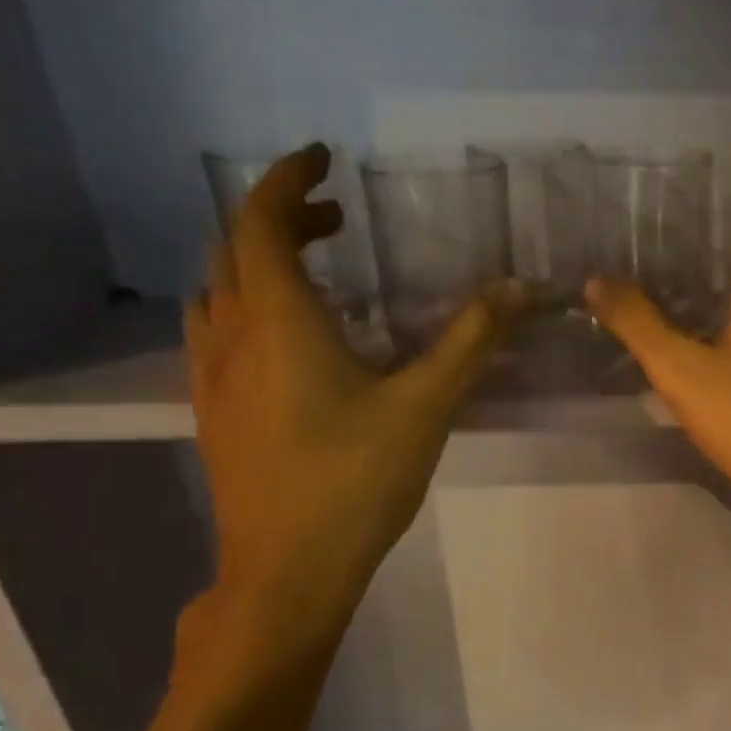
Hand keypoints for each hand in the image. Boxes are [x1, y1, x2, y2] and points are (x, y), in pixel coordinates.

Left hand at [182, 143, 517, 668]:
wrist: (286, 572)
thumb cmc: (354, 481)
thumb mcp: (426, 406)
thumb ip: (472, 340)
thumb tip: (519, 286)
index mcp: (276, 320)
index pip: (260, 220)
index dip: (287, 178)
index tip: (323, 159)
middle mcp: (231, 336)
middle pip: (237, 249)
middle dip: (284, 220)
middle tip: (339, 222)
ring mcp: (211, 378)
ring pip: (219, 292)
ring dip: (259, 263)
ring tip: (315, 271)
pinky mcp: (214, 414)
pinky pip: (217, 333)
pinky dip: (248, 307)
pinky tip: (290, 342)